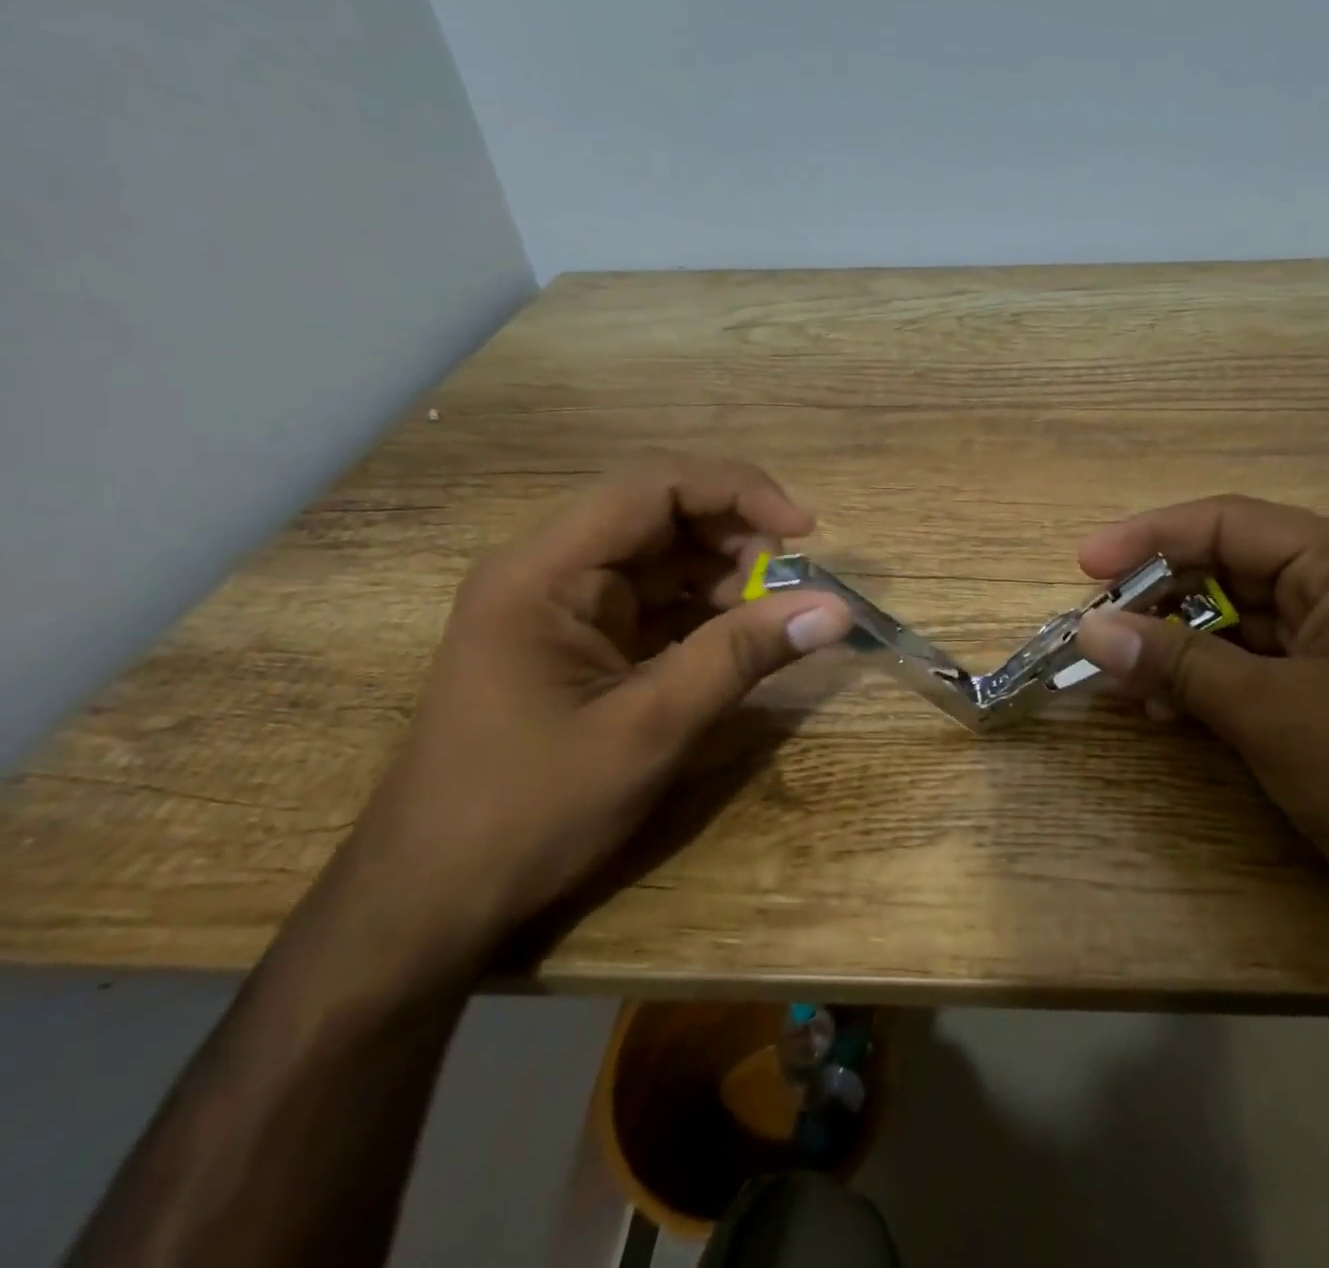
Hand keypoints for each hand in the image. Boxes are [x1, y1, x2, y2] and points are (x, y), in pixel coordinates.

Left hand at [329, 454, 852, 974]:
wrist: (432, 901)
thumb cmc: (530, 811)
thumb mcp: (651, 728)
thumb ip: (743, 656)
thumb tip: (837, 609)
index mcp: (545, 571)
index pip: (653, 486)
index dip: (738, 492)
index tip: (806, 531)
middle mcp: (549, 571)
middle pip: (660, 514)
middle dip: (736, 539)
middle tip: (791, 588)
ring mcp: (562, 607)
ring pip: (663, 559)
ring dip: (726, 578)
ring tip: (772, 621)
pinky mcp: (579, 642)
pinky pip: (655, 603)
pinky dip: (705, 613)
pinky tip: (739, 641)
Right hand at [1074, 496, 1328, 951]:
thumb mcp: (1272, 710)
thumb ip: (1176, 662)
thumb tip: (1089, 629)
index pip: (1230, 524)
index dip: (1150, 537)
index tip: (1085, 564)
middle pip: (1228, 569)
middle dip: (1158, 597)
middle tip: (1095, 626)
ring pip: (1233, 622)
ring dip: (1173, 645)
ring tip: (1117, 675)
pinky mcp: (1327, 698)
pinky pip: (1247, 668)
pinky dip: (1200, 681)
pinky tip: (1158, 708)